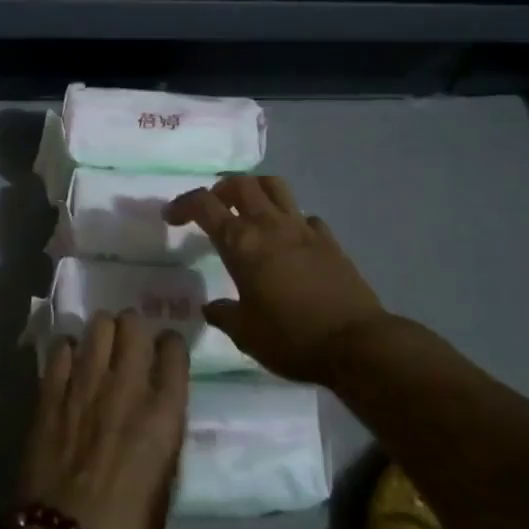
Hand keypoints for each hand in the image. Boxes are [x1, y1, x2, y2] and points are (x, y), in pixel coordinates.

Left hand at [16, 312, 187, 528]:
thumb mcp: (164, 484)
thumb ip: (159, 438)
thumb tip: (151, 419)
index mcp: (164, 413)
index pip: (174, 350)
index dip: (169, 345)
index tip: (164, 351)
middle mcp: (127, 386)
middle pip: (132, 324)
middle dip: (132, 328)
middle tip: (128, 343)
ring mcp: (85, 384)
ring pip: (97, 326)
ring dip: (101, 333)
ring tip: (98, 347)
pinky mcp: (50, 392)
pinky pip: (61, 349)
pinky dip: (67, 350)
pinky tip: (68, 363)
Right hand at [166, 174, 386, 385]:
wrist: (357, 344)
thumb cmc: (292, 338)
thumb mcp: (246, 334)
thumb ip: (223, 315)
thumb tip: (210, 307)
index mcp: (241, 242)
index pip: (204, 205)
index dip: (183, 204)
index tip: (171, 216)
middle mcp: (269, 225)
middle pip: (240, 184)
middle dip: (220, 189)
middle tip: (213, 207)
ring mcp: (302, 228)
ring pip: (274, 186)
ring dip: (255, 189)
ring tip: (248, 207)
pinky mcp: (328, 240)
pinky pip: (305, 216)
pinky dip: (291, 219)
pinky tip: (290, 239)